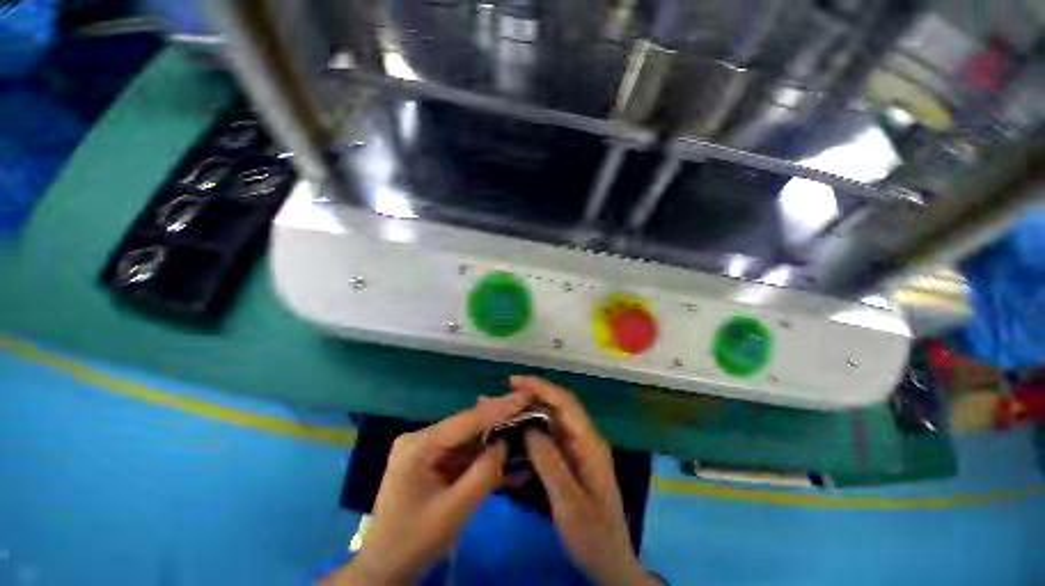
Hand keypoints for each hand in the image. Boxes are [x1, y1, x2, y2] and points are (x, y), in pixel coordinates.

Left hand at [329, 393, 526, 584]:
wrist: (385, 570)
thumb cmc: (413, 543)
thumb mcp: (453, 512)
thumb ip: (483, 474)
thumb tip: (506, 443)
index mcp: (419, 445)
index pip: (466, 421)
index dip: (498, 408)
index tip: (525, 397)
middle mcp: (423, 439)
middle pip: (468, 425)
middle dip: (500, 420)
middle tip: (529, 409)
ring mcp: (428, 450)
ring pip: (470, 439)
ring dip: (496, 438)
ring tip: (525, 428)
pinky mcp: (435, 462)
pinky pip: (465, 455)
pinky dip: (486, 457)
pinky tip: (509, 456)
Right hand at [512, 376, 658, 585]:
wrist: (610, 563)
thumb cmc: (594, 537)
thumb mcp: (570, 505)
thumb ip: (550, 463)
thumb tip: (528, 427)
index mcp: (590, 443)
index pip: (565, 403)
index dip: (540, 388)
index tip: (514, 381)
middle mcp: (584, 438)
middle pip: (557, 406)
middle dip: (530, 395)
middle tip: (500, 395)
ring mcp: (577, 448)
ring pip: (550, 419)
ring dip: (527, 410)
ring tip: (500, 409)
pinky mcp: (569, 459)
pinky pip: (547, 436)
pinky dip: (529, 429)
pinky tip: (513, 431)